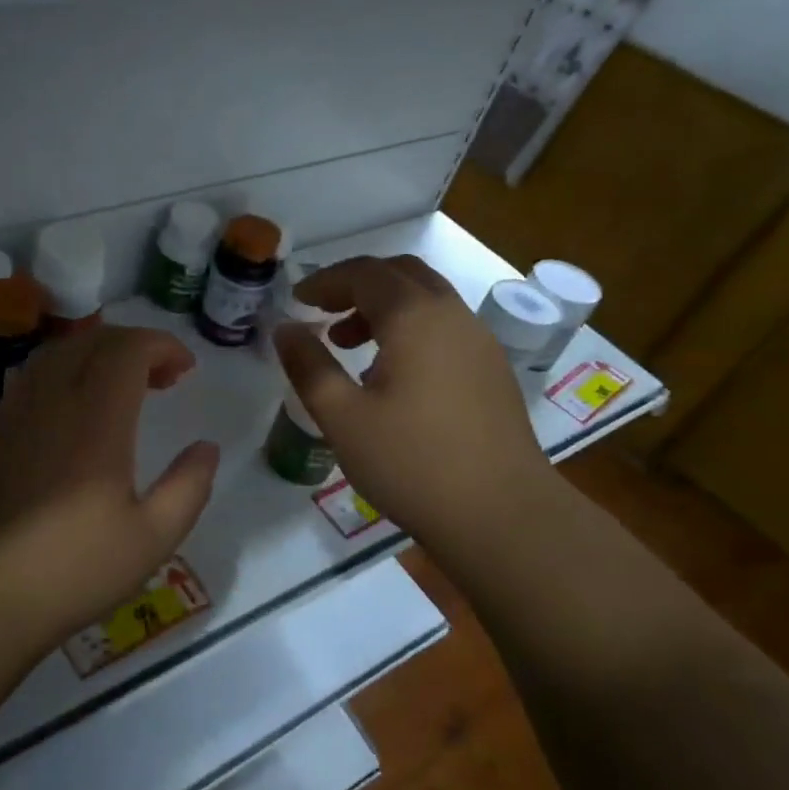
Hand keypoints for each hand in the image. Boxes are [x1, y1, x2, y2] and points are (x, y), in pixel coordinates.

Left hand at [0, 324, 219, 647]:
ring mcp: (16, 412)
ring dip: (97, 353)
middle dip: (134, 345)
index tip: (186, 369)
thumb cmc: (72, 568)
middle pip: (93, 340)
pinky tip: (76, 410)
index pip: (127, 349)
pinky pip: (34, 376)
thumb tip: (206, 448)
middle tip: (163, 377)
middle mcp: (53, 400)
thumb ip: (188, 487)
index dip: (162, 345)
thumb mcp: (152, 538)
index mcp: (96, 418)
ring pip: (58, 352)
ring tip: (123, 385)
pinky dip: (66, 371)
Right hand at [274, 255, 557, 543]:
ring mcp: (479, 342)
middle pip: (401, 274)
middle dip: (356, 284)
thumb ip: (308, 365)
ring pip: (426, 298)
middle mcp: (452, 315)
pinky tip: (391, 374)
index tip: (296, 302)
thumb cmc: (412, 463)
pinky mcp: (492, 370)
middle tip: (323, 312)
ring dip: (384, 306)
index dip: (325, 281)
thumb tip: (284, 328)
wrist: (504, 517)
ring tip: (349, 344)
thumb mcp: (342, 417)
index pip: (364, 273)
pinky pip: (444, 326)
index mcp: (415, 317)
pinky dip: (410, 328)